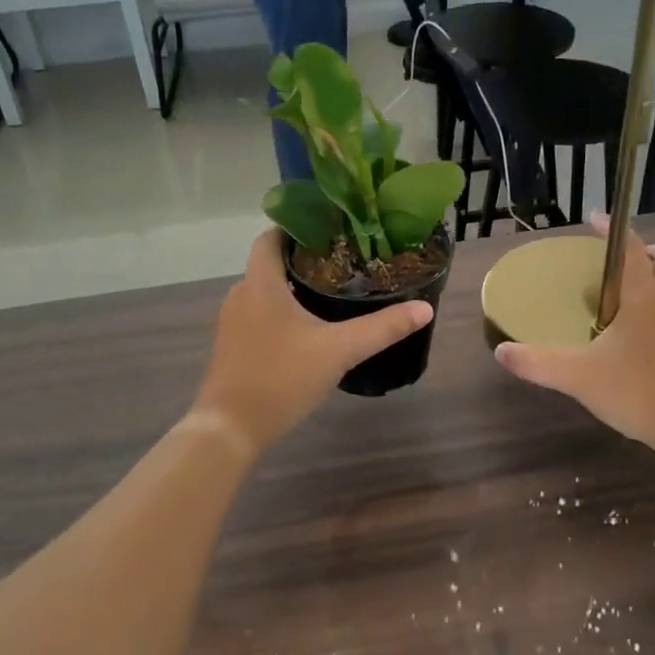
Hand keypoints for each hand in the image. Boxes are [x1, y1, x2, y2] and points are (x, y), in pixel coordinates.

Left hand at [193, 231, 434, 454]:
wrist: (230, 428)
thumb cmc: (281, 378)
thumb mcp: (339, 350)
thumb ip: (382, 328)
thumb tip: (424, 308)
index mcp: (261, 284)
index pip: (271, 237)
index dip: (298, 226)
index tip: (331, 227)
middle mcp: (241, 294)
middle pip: (271, 263)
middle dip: (305, 259)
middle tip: (345, 260)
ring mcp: (233, 322)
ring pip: (265, 291)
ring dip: (293, 287)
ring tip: (333, 291)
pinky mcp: (233, 345)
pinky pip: (259, 314)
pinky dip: (282, 311)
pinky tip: (309, 328)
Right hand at [494, 215, 654, 456]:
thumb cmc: (638, 392)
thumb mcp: (579, 378)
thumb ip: (537, 363)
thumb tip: (501, 351)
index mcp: (645, 294)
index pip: (629, 248)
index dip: (612, 229)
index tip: (596, 219)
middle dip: (643, 251)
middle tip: (618, 265)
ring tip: (645, 285)